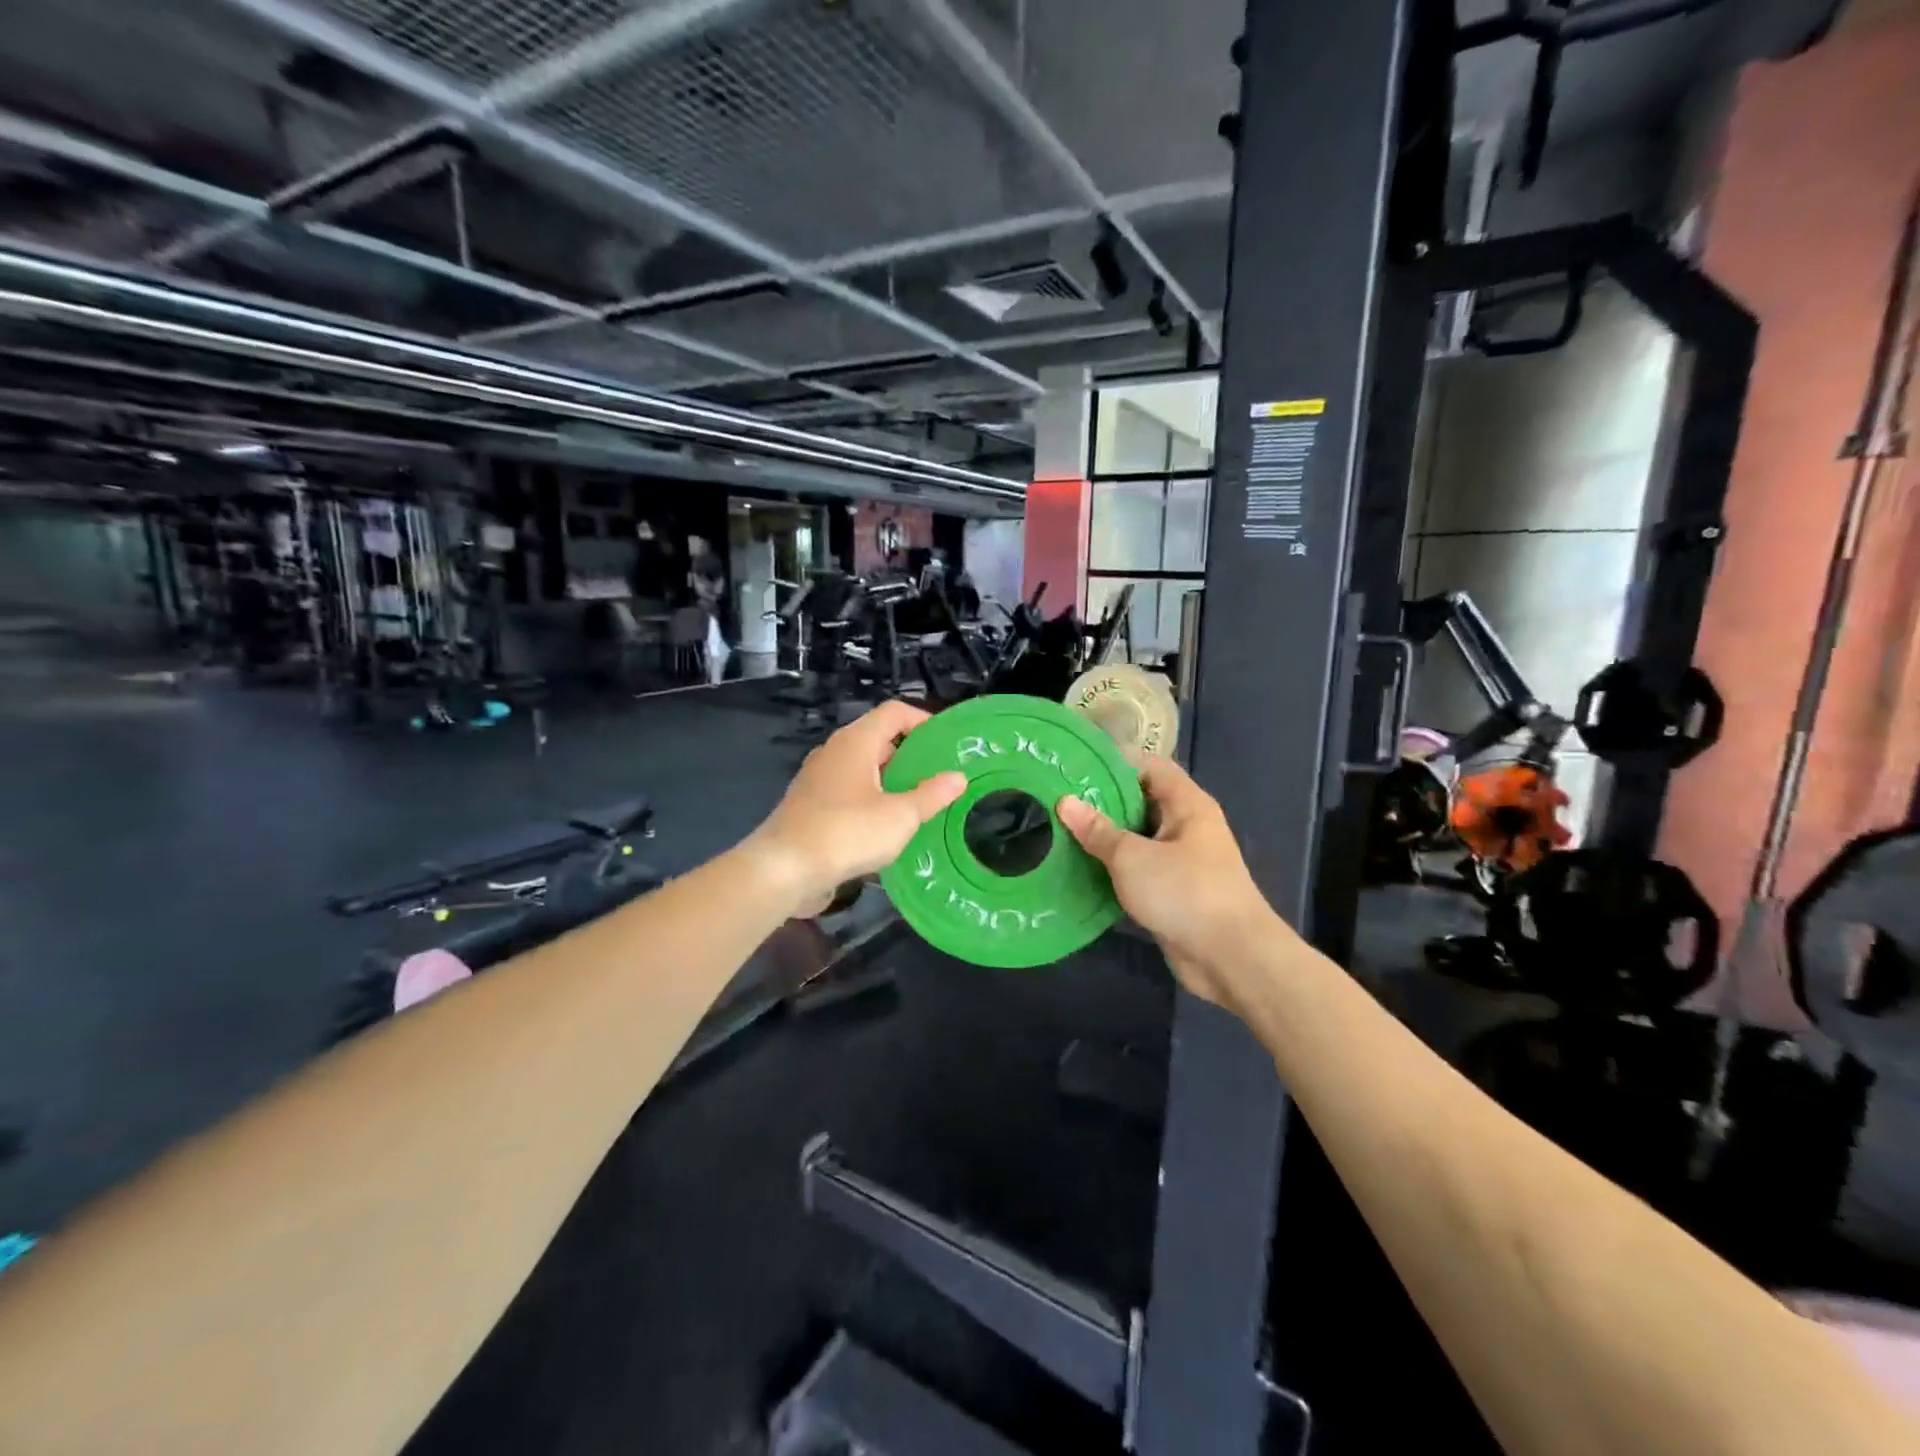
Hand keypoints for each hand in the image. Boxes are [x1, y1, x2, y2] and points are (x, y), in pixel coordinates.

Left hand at [746, 701, 966, 916]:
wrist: (784, 869)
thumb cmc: (847, 833)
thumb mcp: (900, 816)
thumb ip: (931, 795)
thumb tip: (958, 777)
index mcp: (855, 741)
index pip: (894, 712)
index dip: (924, 721)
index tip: (948, 743)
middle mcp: (834, 752)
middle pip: (879, 739)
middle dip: (911, 755)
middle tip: (941, 775)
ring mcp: (819, 779)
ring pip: (864, 769)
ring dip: (892, 781)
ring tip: (922, 802)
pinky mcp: (811, 806)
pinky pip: (849, 792)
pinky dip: (872, 800)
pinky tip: (889, 827)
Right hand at [1056, 759, 1291, 1008]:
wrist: (1231, 958)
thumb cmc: (1185, 893)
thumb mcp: (1133, 857)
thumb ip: (1098, 831)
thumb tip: (1065, 802)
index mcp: (1187, 805)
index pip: (1150, 766)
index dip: (1115, 761)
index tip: (1075, 764)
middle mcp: (1186, 827)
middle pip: (1140, 801)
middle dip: (1102, 801)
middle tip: (1058, 798)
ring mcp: (1180, 861)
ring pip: (1136, 838)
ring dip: (1104, 838)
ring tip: (1059, 830)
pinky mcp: (1172, 892)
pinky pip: (1137, 870)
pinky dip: (1112, 868)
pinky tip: (1079, 868)